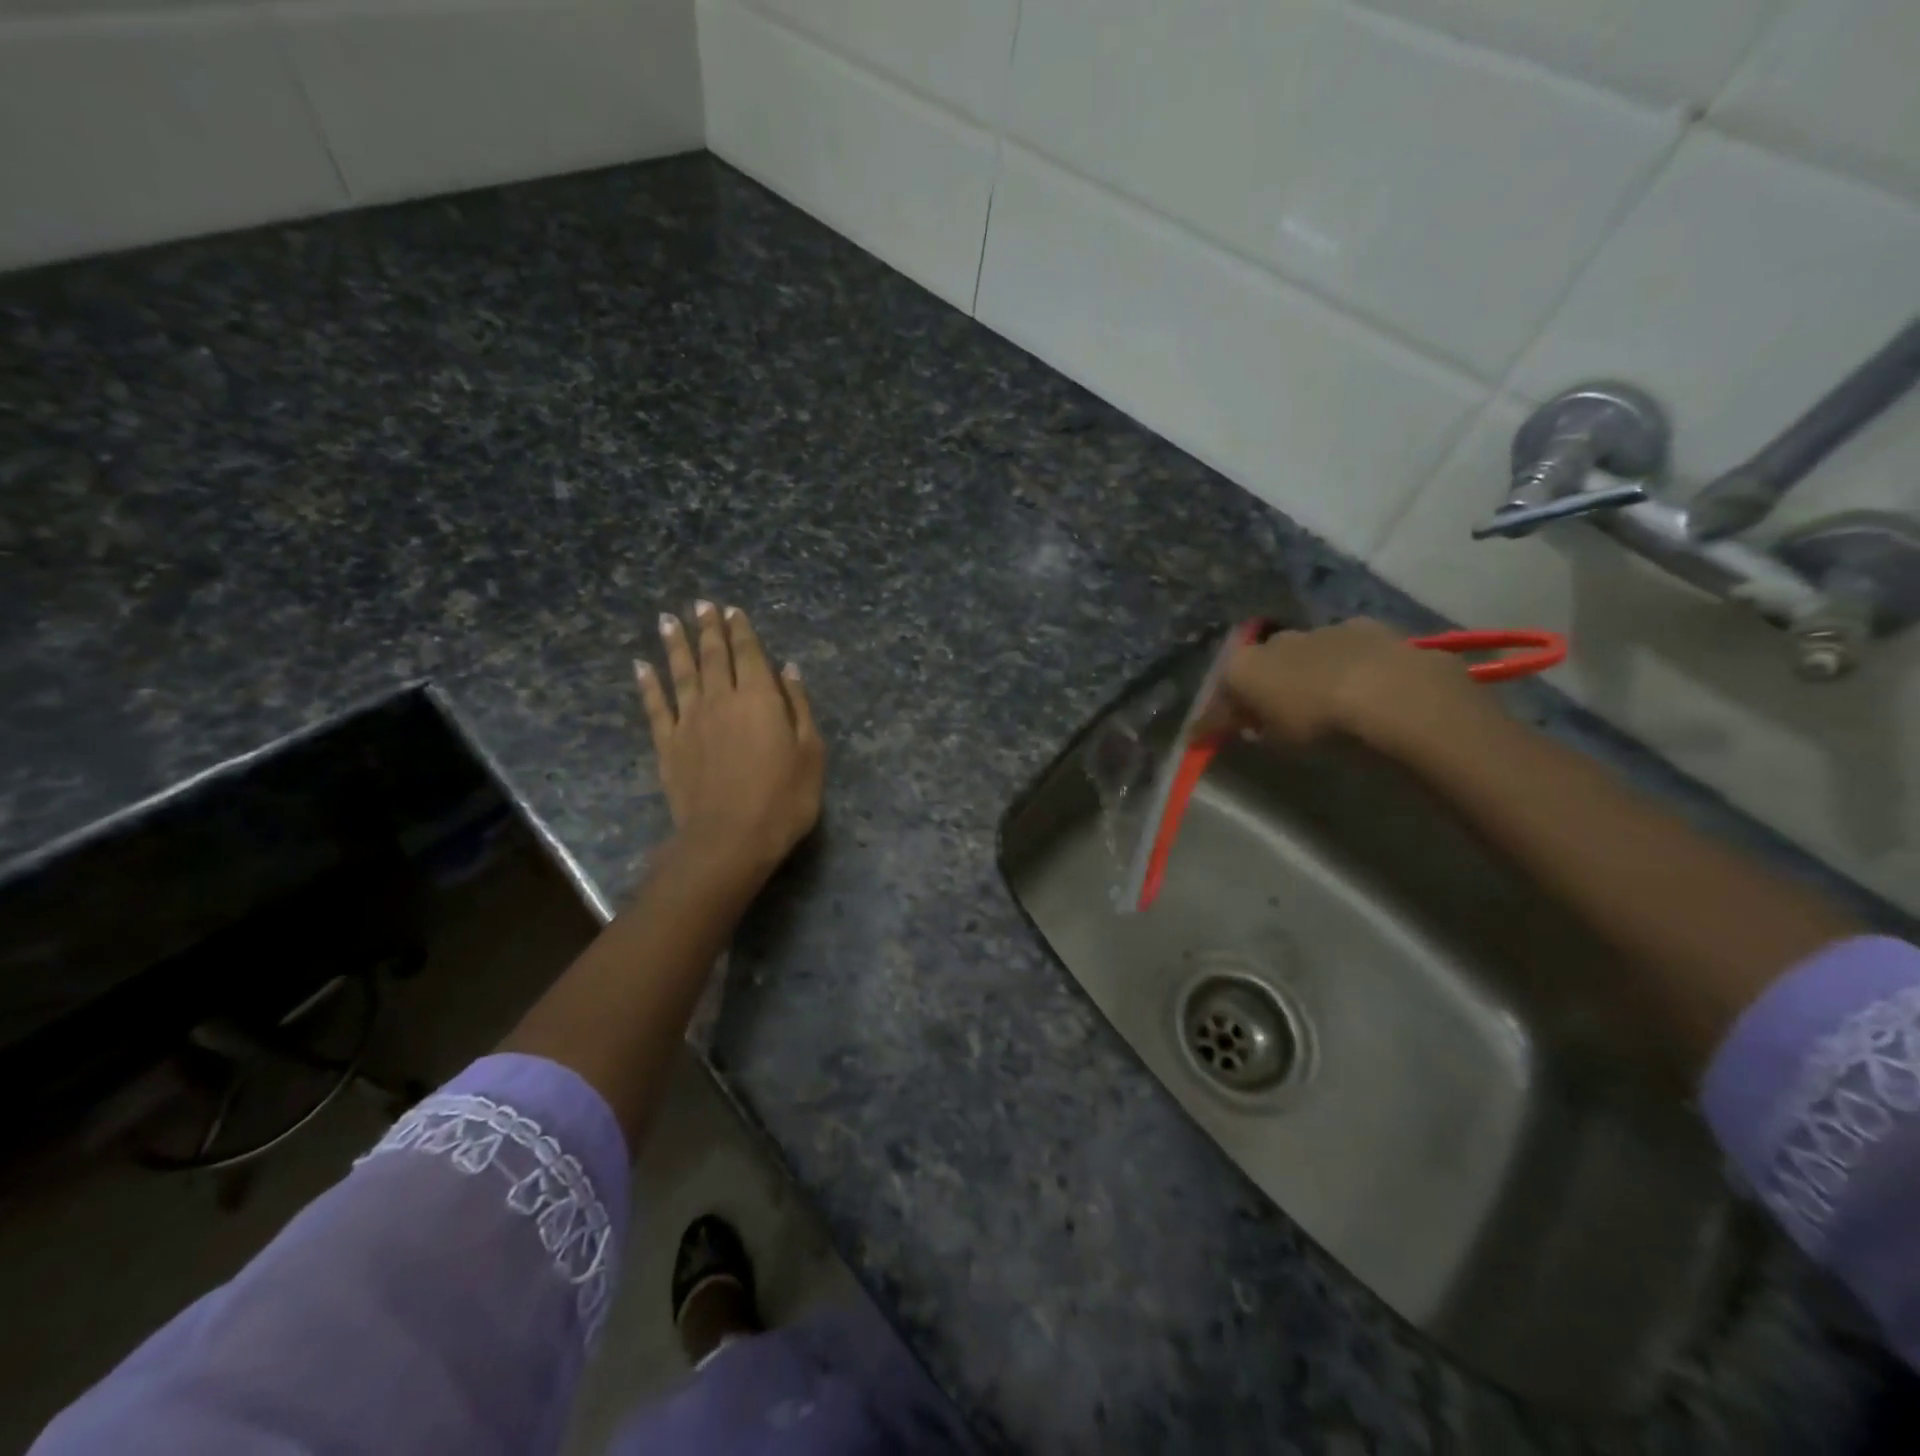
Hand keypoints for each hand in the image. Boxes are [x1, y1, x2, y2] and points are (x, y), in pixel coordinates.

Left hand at [636, 601, 823, 883]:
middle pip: (714, 656)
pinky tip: (641, 666)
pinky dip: (648, 684)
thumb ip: (799, 707)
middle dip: (708, 628)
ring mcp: (690, 721)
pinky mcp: (668, 744)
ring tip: (669, 620)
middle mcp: (721, 699)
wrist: (729, 837)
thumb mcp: (810, 753)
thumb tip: (788, 669)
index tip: (732, 610)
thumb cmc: (783, 798)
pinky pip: (655, 706)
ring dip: (676, 645)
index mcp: (760, 699)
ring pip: (681, 673)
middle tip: (701, 605)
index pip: (749, 654)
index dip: (741, 631)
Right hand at [1216, 618, 1499, 751]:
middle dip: (1263, 686)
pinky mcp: (1367, 628)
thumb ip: (1256, 730)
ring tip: (1322, 699)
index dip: (1215, 719)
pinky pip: (1346, 650)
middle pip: (1261, 665)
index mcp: (1244, 667)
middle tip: (1271, 713)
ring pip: (1304, 653)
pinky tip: (1362, 686)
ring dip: (1306, 672)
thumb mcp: (1278, 743)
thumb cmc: (1319, 726)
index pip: (1220, 695)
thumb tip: (1246, 727)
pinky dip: (1346, 665)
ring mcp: (1322, 630)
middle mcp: (1275, 641)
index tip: (1208, 737)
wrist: (1393, 696)